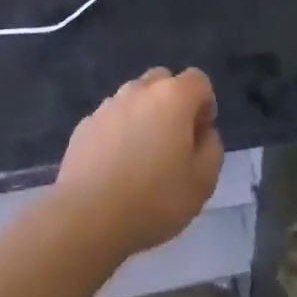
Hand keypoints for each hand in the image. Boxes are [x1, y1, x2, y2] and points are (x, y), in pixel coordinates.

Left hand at [52, 67, 224, 259]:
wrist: (88, 216)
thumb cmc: (154, 199)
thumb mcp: (203, 182)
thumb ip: (212, 149)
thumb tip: (203, 134)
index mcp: (172, 97)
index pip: (198, 80)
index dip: (205, 105)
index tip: (200, 137)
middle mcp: (139, 90)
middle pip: (163, 81)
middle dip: (173, 103)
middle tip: (174, 142)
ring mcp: (108, 105)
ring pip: (134, 98)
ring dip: (144, 116)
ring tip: (142, 157)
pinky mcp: (84, 124)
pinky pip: (111, 118)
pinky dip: (118, 132)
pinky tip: (116, 167)